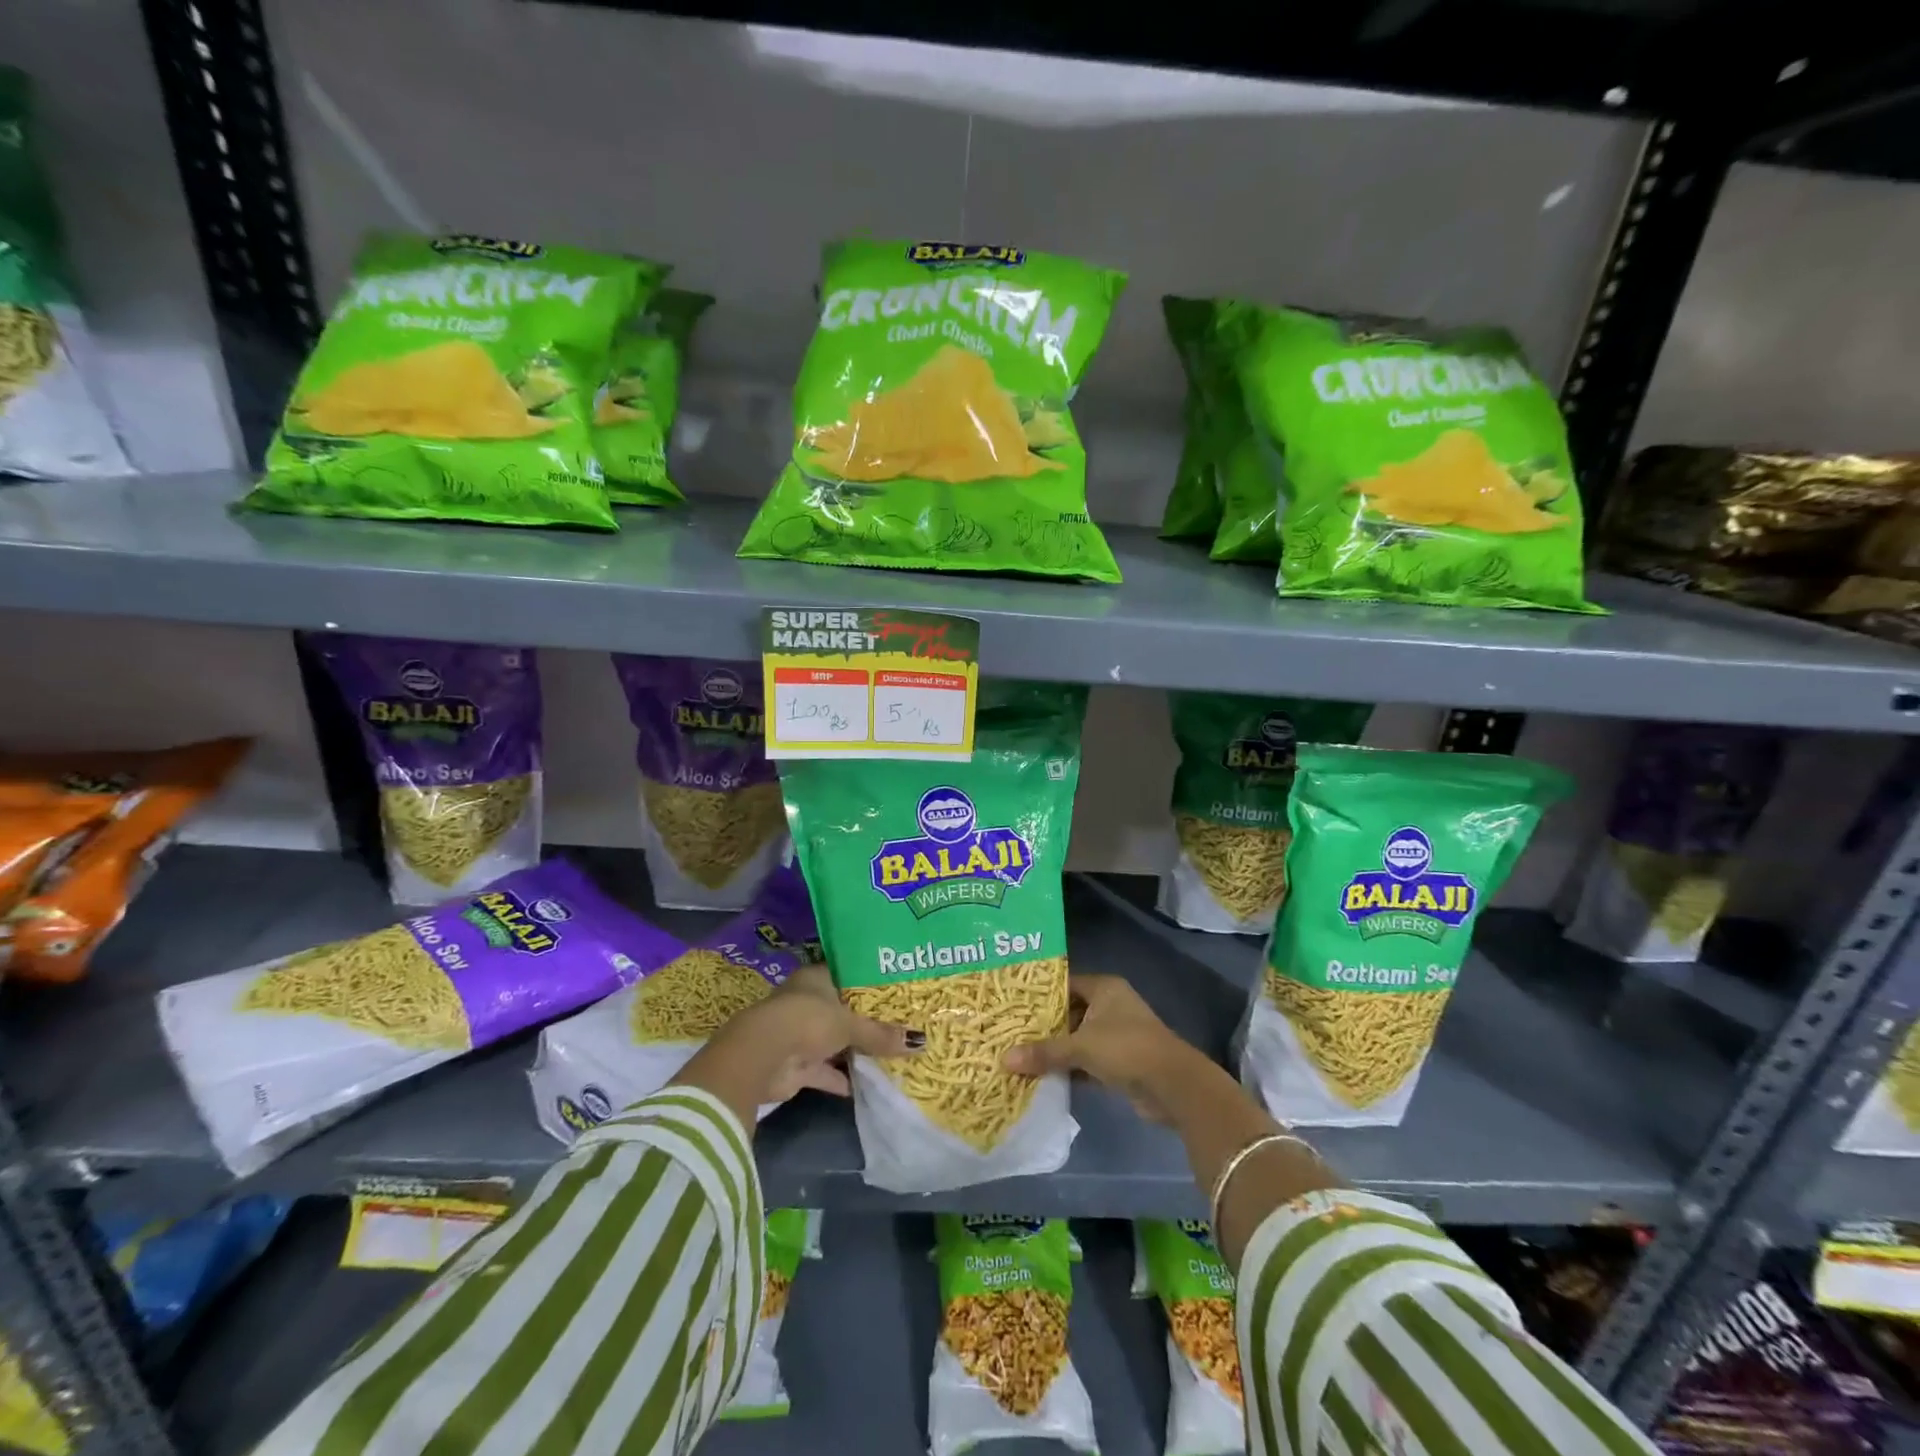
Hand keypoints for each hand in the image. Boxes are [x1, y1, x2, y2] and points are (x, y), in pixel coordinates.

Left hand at [673, 965, 921, 1126]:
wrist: (762, 1056)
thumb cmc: (808, 1020)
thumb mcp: (850, 1024)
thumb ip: (881, 1034)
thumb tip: (920, 1042)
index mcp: (816, 979)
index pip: (847, 975)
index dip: (869, 983)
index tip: (897, 989)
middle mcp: (807, 1002)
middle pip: (842, 1010)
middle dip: (866, 1021)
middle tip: (901, 1024)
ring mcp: (800, 1034)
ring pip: (834, 1042)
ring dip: (855, 1051)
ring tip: (891, 1054)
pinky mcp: (796, 1066)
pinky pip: (825, 1071)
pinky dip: (842, 1079)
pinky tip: (868, 1085)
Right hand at [1002, 974, 1206, 1123]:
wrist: (1173, 1086)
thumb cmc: (1126, 1049)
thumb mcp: (1081, 1047)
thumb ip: (1044, 1052)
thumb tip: (1004, 1059)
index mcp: (1104, 988)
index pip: (1064, 984)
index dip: (1039, 994)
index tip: (1012, 1004)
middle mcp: (1111, 1005)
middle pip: (1070, 1011)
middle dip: (1044, 1025)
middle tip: (1011, 1032)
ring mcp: (1117, 1034)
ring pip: (1078, 1038)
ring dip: (1057, 1049)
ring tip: (1021, 1054)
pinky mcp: (1120, 1061)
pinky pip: (1087, 1060)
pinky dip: (1070, 1068)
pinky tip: (1044, 1077)